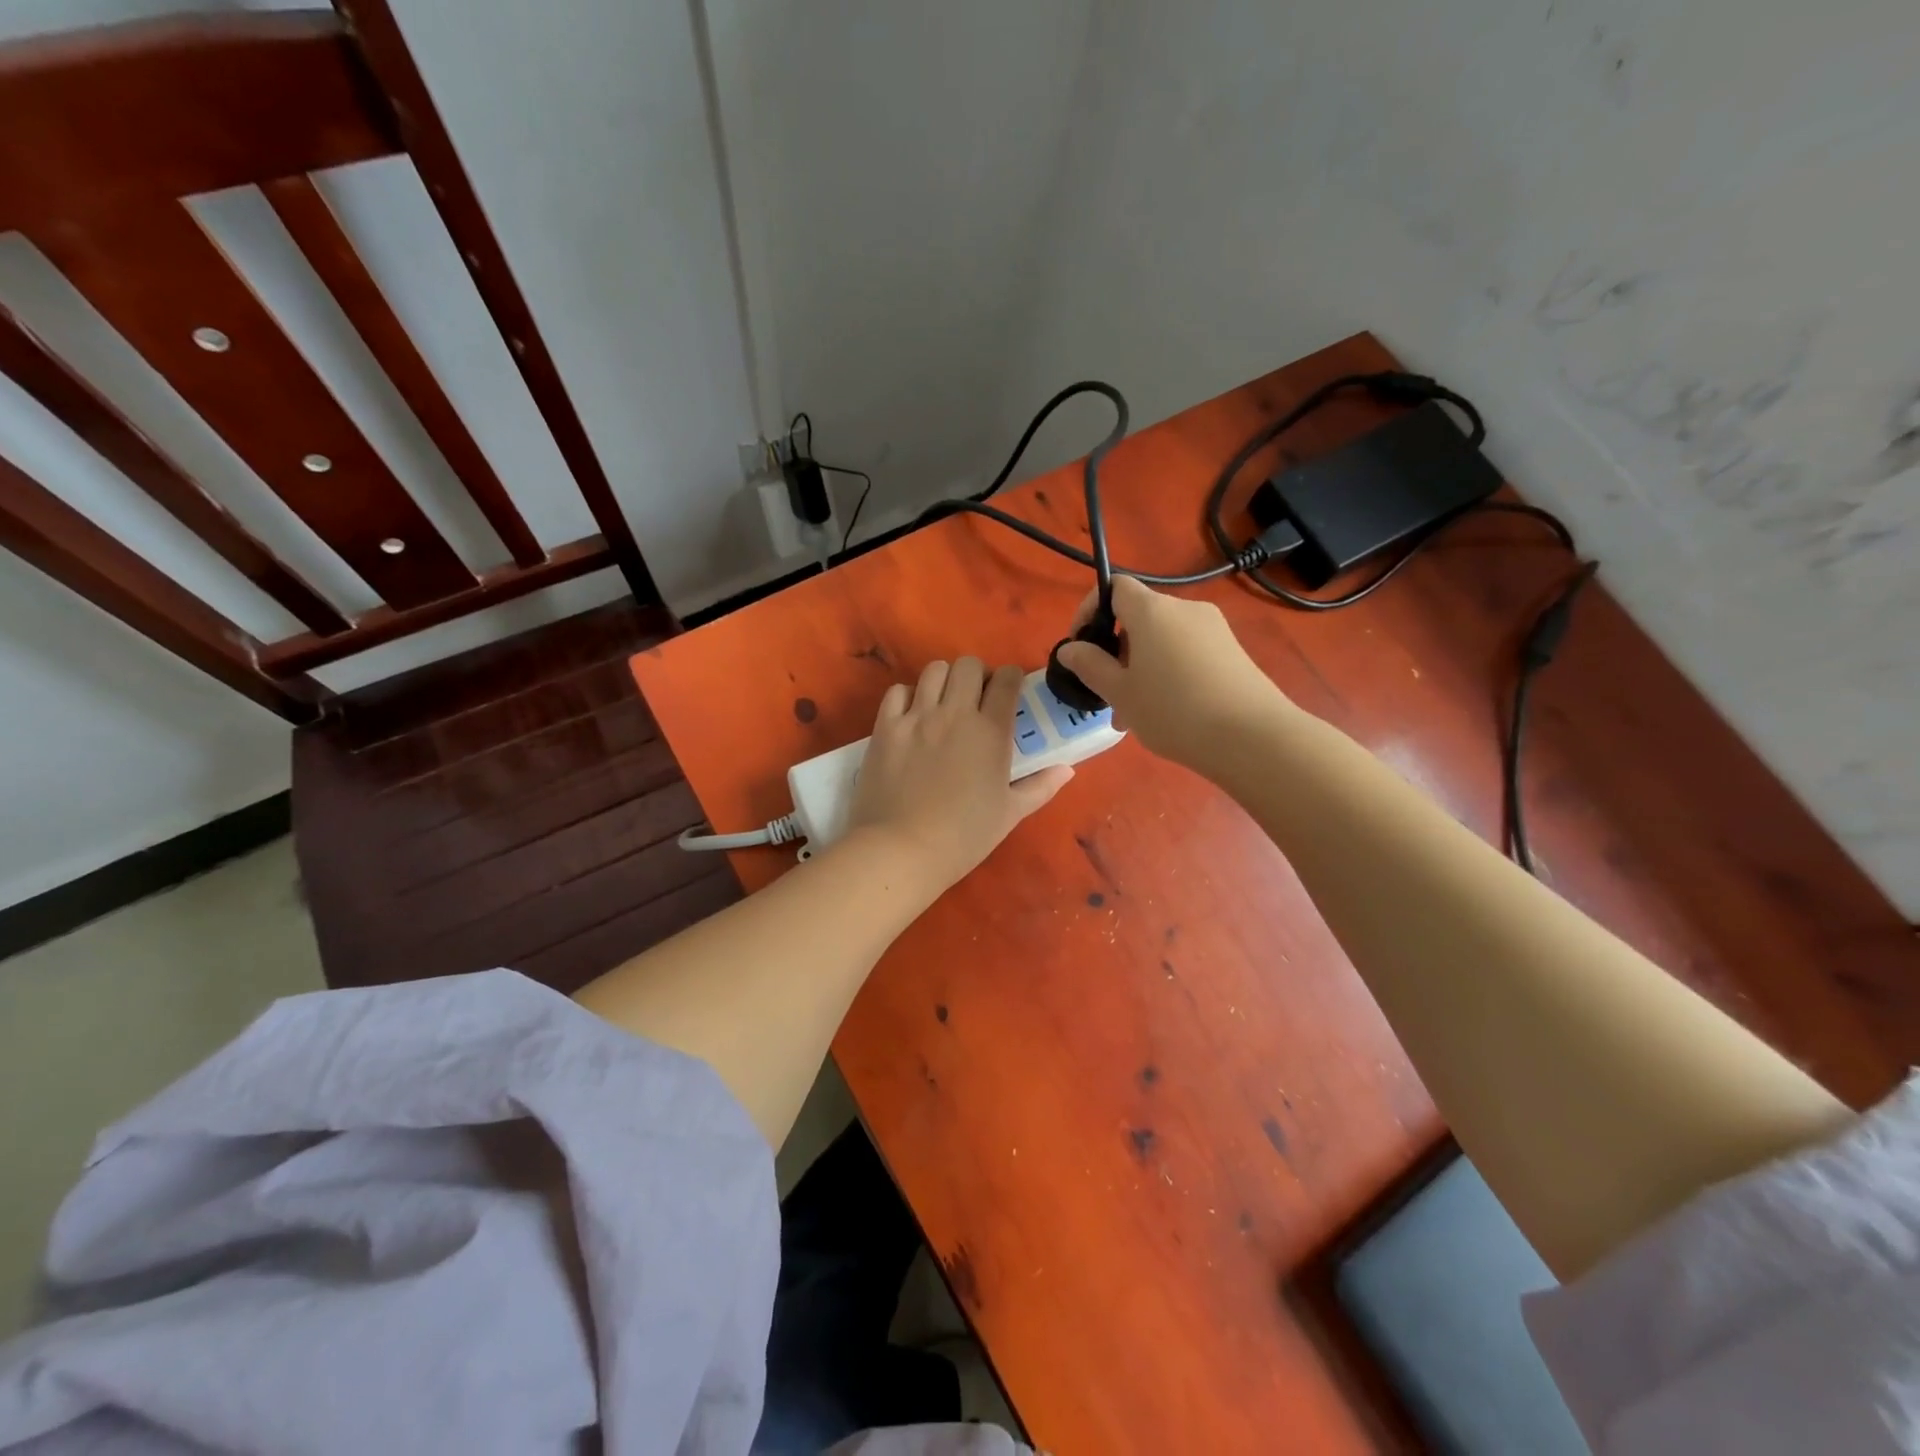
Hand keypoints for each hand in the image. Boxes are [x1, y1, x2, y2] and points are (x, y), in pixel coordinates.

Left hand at [846, 658, 1073, 889]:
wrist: (902, 850)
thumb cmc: (963, 836)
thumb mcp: (1010, 814)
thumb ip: (1040, 787)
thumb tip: (1066, 769)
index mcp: (991, 731)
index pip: (1007, 680)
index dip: (1012, 679)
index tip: (1010, 692)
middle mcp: (955, 713)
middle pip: (968, 665)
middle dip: (977, 675)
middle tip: (977, 698)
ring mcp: (916, 717)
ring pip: (934, 670)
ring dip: (944, 680)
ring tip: (944, 703)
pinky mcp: (885, 727)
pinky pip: (897, 691)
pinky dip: (908, 696)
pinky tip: (912, 716)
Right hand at [1056, 576, 1290, 771]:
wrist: (1252, 737)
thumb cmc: (1173, 711)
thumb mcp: (1120, 692)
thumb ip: (1090, 666)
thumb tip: (1070, 648)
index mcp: (1152, 611)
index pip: (1114, 587)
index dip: (1090, 609)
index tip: (1080, 646)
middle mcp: (1185, 609)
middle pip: (1139, 618)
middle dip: (1117, 652)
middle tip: (1107, 695)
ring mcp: (1214, 629)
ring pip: (1163, 641)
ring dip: (1141, 669)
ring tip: (1135, 716)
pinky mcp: (1233, 651)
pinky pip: (1187, 653)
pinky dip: (1169, 673)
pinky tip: (1169, 714)